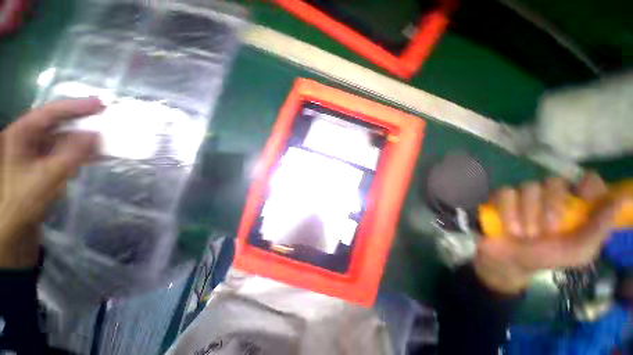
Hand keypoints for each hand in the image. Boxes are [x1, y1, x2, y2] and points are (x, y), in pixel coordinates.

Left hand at [0, 98, 102, 267]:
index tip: (101, 104)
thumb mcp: (46, 179)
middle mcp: (27, 139)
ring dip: (85, 138)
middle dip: (81, 120)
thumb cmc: (22, 202)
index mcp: (20, 135)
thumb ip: (71, 156)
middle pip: (57, 123)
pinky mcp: (43, 163)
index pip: (49, 113)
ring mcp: (35, 152)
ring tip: (107, 137)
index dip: (75, 106)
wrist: (13, 227)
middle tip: (106, 117)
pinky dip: (82, 151)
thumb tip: (95, 135)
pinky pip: (65, 151)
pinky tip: (97, 154)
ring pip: (63, 137)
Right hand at [474, 172, 626, 293]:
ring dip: (527, 214)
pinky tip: (509, 227)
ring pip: (529, 187)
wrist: (510, 261)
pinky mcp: (503, 196)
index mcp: (576, 206)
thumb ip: (599, 228)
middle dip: (550, 207)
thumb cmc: (548, 256)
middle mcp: (552, 195)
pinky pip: (506, 193)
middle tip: (547, 231)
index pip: (588, 181)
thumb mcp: (579, 251)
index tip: (584, 202)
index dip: (588, 186)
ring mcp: (526, 194)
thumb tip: (623, 200)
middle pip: (554, 182)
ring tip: (524, 234)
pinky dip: (508, 211)